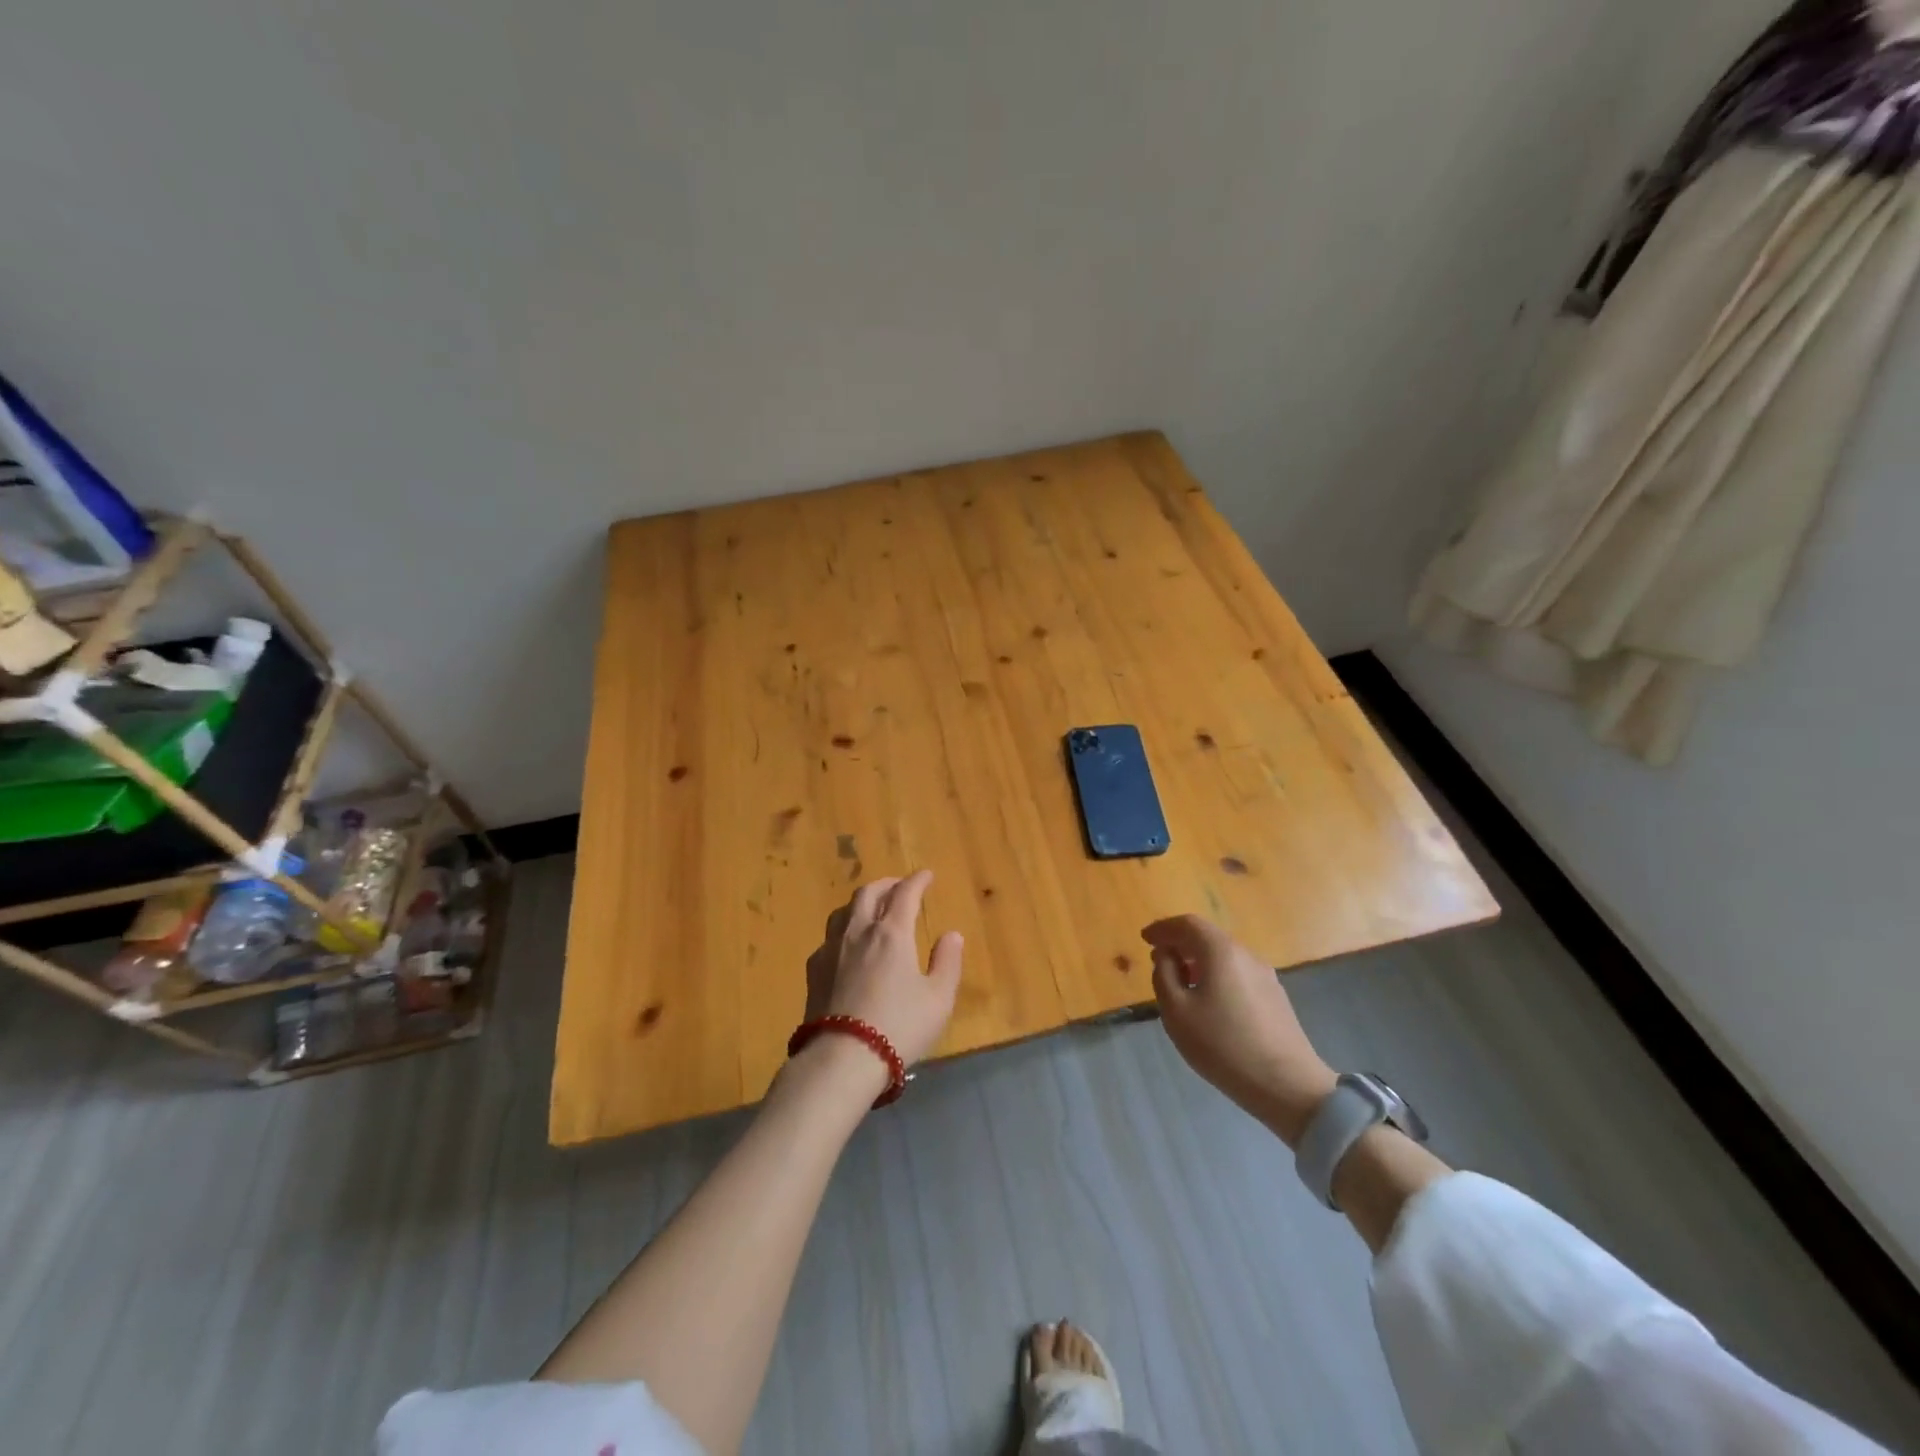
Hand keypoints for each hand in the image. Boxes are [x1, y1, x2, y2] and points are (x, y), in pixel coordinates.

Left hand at [804, 870, 963, 1066]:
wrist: (842, 1058)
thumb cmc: (899, 1026)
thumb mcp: (938, 999)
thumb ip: (947, 962)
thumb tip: (951, 935)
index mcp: (892, 933)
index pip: (905, 893)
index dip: (917, 880)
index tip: (926, 875)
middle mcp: (859, 931)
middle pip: (869, 893)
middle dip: (887, 884)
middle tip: (899, 887)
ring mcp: (831, 949)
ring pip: (844, 910)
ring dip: (861, 902)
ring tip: (871, 909)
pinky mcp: (814, 970)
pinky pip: (829, 937)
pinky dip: (844, 930)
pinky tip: (847, 946)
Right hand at [1143, 915, 1335, 1146]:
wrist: (1287, 1086)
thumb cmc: (1223, 1045)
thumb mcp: (1176, 1011)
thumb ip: (1164, 975)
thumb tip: (1166, 955)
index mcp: (1221, 951)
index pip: (1187, 924)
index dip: (1163, 928)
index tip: (1144, 939)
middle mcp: (1246, 955)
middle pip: (1208, 937)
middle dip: (1180, 943)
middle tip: (1159, 960)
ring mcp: (1265, 976)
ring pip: (1224, 956)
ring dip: (1198, 960)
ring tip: (1181, 982)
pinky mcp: (1275, 997)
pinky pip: (1237, 973)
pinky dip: (1216, 975)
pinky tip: (1209, 1000)